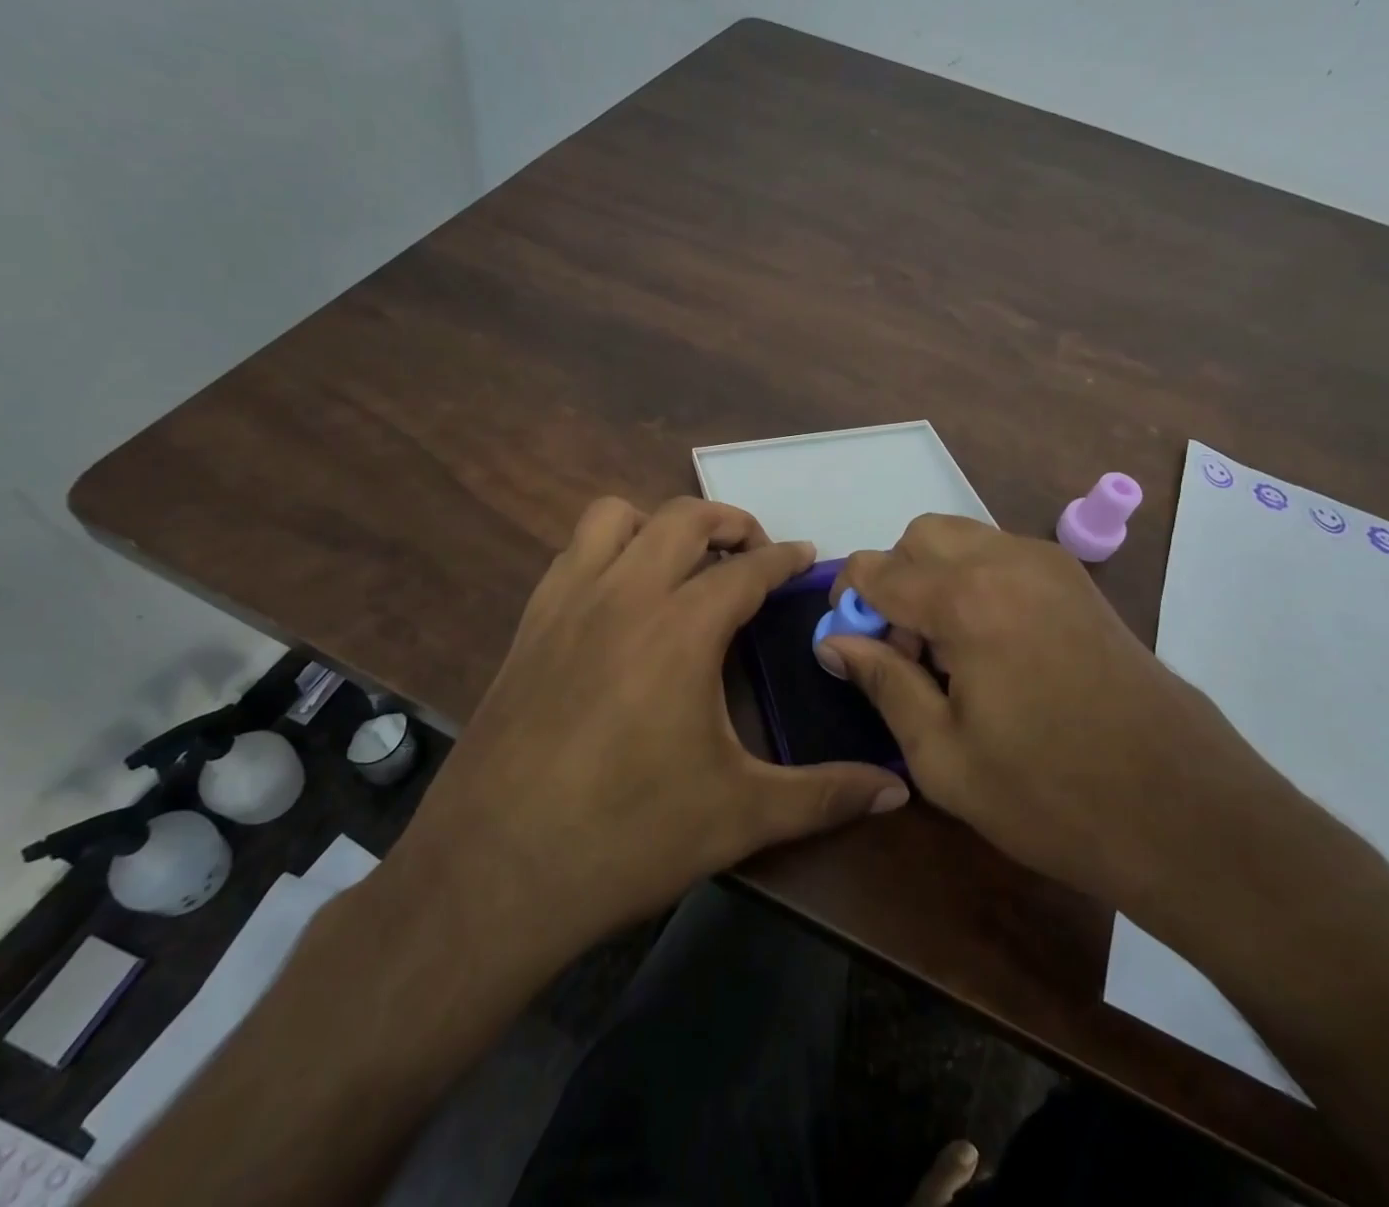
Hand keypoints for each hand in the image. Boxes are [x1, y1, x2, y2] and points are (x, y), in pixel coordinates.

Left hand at [393, 497, 908, 945]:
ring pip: (614, 517)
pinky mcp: (528, 625)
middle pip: (683, 517)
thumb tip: (896, 791)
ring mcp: (568, 603)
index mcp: (681, 628)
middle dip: (729, 521)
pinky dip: (607, 551)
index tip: (805, 556)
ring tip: (681, 564)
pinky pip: (572, 554)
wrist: (492, 871)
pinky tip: (619, 600)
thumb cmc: (627, 836)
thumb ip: (824, 795)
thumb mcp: (739, 816)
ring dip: (657, 524)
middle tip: (753, 552)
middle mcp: (624, 595)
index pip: (747, 568)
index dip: (784, 556)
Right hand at [821, 516, 1288, 916]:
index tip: (850, 646)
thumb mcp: (943, 755)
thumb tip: (835, 641)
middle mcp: (1008, 561)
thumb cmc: (1051, 795)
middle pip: (920, 535)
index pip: (877, 567)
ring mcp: (1052, 567)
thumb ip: (882, 682)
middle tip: (904, 649)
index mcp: (967, 599)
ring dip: (935, 578)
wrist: (1188, 815)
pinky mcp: (1079, 584)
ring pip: (963, 539)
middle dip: (895, 579)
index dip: (849, 601)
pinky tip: (993, 649)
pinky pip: (1003, 556)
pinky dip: (975, 581)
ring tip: (949, 654)